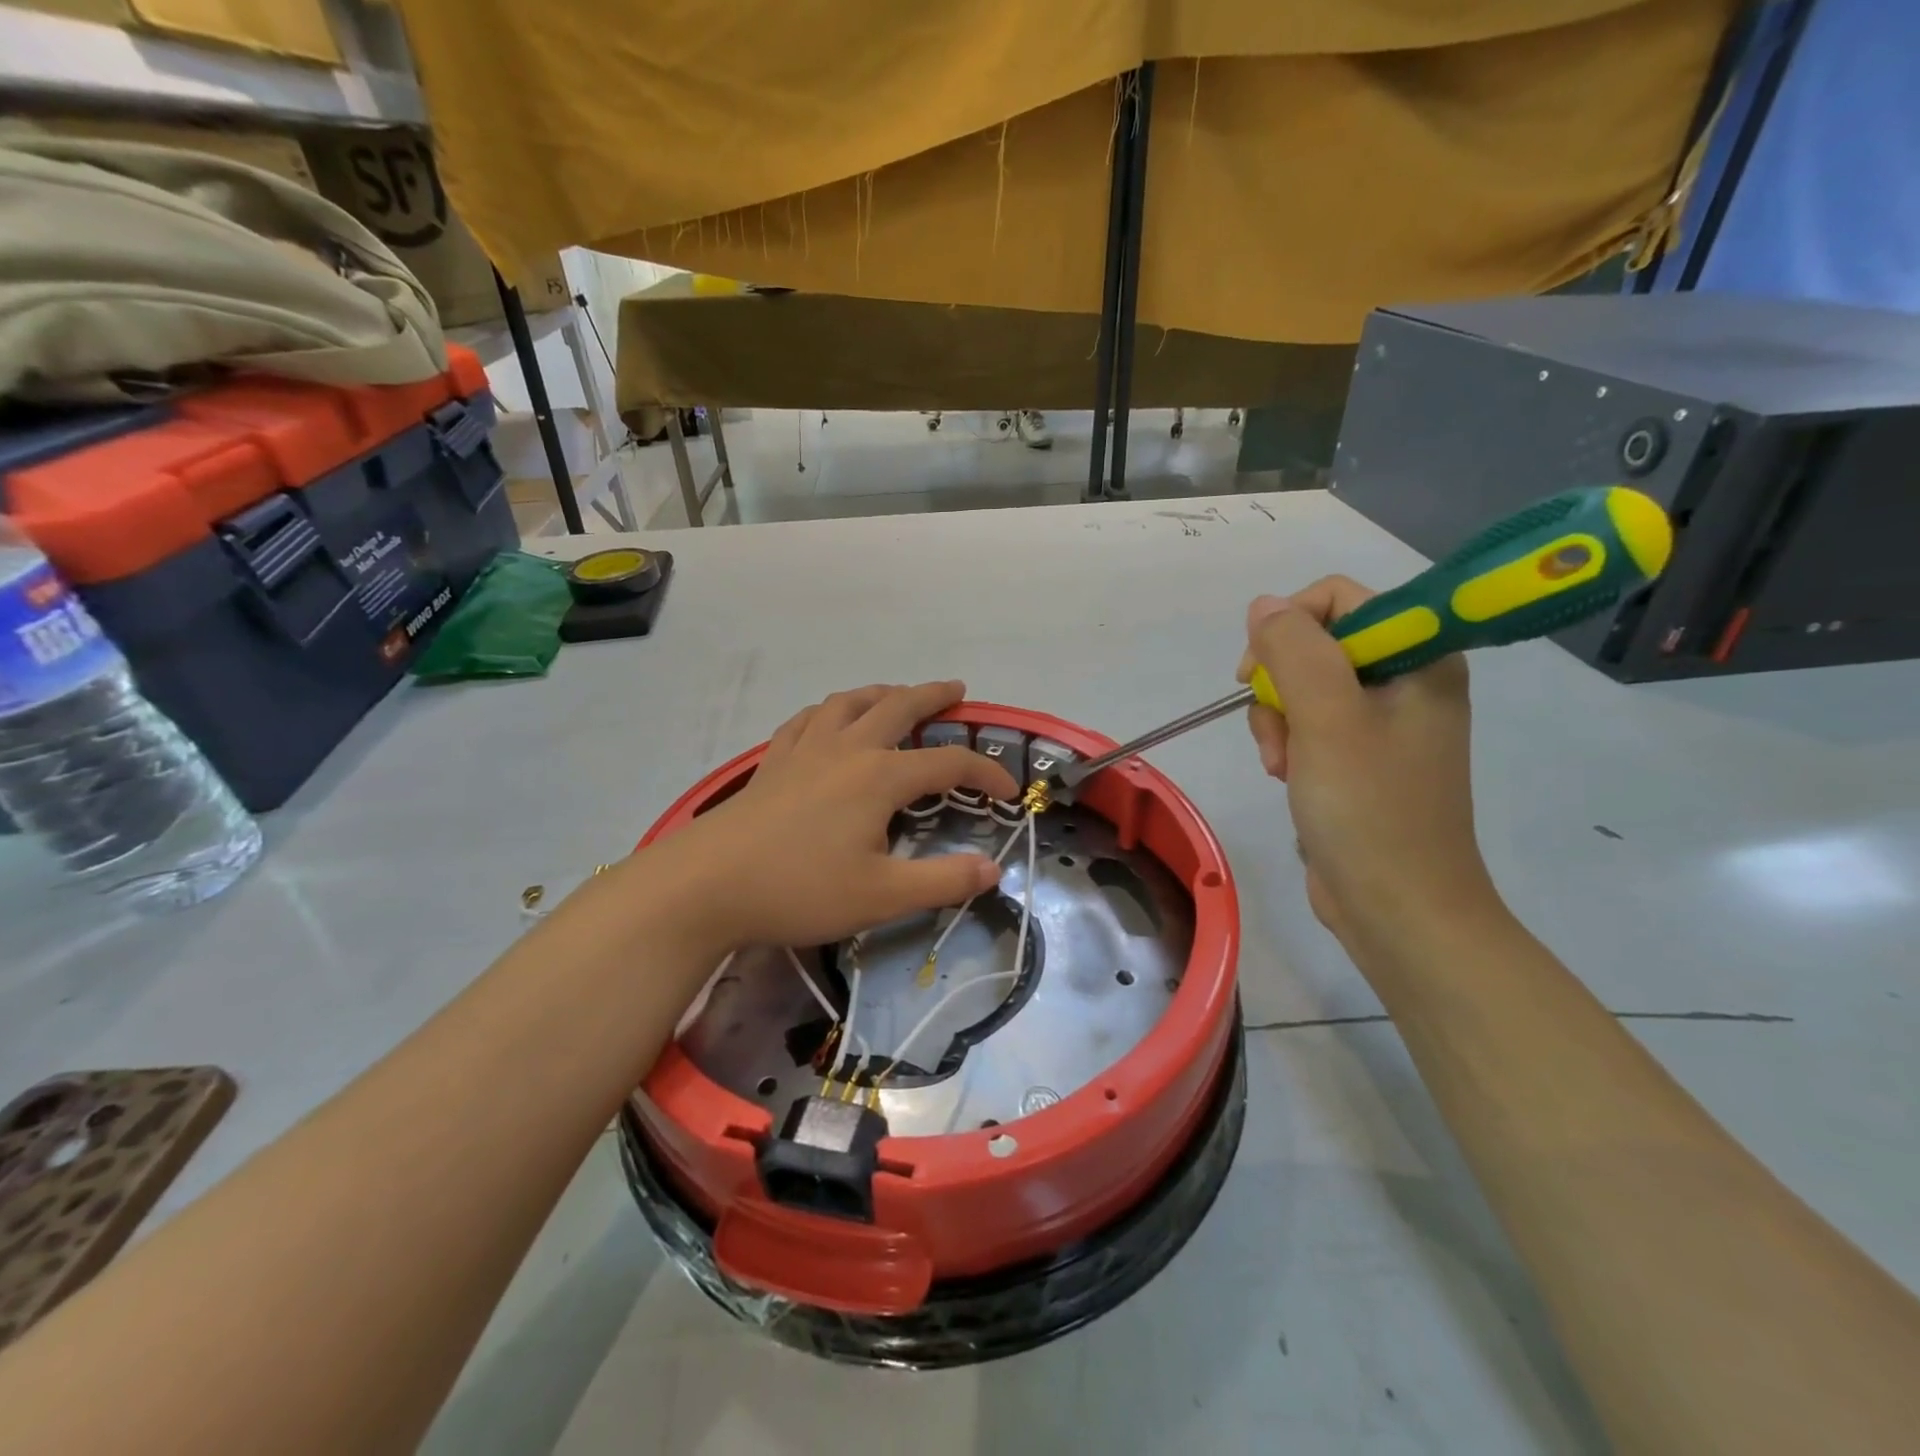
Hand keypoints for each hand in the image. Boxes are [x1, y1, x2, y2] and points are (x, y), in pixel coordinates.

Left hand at [649, 681, 1017, 951]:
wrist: (707, 884)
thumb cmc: (800, 889)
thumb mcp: (882, 896)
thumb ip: (943, 881)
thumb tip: (993, 870)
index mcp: (880, 777)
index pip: (948, 764)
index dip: (985, 773)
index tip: (1008, 793)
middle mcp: (847, 749)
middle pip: (899, 707)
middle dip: (933, 697)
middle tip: (956, 691)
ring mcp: (805, 750)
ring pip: (850, 703)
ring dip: (881, 693)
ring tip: (896, 695)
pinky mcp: (773, 762)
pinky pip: (808, 720)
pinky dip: (830, 711)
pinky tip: (829, 719)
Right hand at [1240, 579, 1499, 952]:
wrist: (1397, 908)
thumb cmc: (1370, 808)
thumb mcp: (1326, 718)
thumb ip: (1293, 650)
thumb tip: (1263, 606)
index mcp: (1421, 658)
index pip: (1343, 600)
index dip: (1291, 625)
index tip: (1258, 669)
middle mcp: (1407, 681)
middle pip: (1317, 645)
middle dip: (1281, 686)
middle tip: (1280, 733)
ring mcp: (1385, 723)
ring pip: (1303, 688)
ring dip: (1278, 722)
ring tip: (1283, 766)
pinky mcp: (1362, 759)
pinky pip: (1309, 726)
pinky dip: (1288, 746)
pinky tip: (1287, 778)